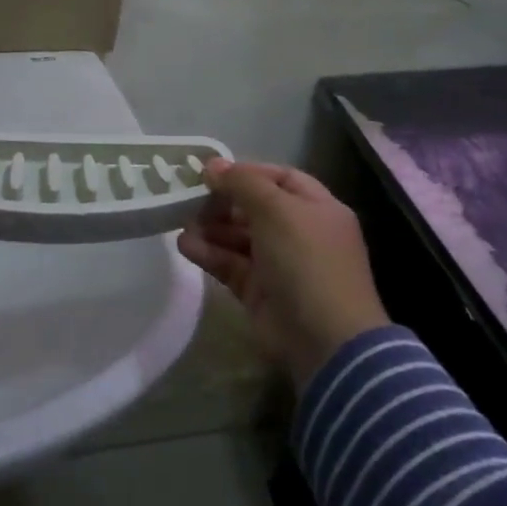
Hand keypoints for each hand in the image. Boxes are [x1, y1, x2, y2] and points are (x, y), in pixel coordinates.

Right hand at [177, 159, 388, 390]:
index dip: (247, 172)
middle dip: (222, 202)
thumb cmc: (306, 261)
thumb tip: (213, 165)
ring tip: (181, 222)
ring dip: (211, 228)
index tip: (211, 173)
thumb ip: (242, 183)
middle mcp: (300, 233)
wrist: (325, 340)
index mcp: (317, 208)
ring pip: (239, 237)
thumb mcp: (276, 209)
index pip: (280, 178)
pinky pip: (231, 264)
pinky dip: (209, 254)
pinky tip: (185, 245)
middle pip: (255, 208)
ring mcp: (280, 265)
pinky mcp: (260, 292)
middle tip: (190, 198)